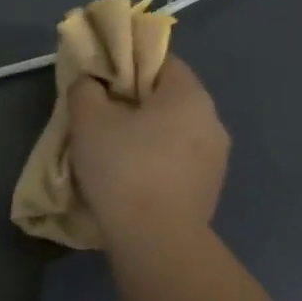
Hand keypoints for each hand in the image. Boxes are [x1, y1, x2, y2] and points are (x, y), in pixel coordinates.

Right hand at [68, 56, 228, 240]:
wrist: (156, 239)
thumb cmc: (123, 167)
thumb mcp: (88, 120)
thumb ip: (85, 90)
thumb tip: (90, 83)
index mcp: (189, 95)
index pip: (161, 61)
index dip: (127, 64)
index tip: (100, 81)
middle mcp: (212, 120)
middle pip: (167, 98)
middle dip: (134, 103)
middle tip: (98, 116)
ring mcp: (216, 158)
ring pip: (173, 132)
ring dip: (145, 135)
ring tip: (111, 152)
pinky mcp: (209, 189)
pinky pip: (177, 161)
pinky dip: (155, 162)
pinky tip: (129, 178)